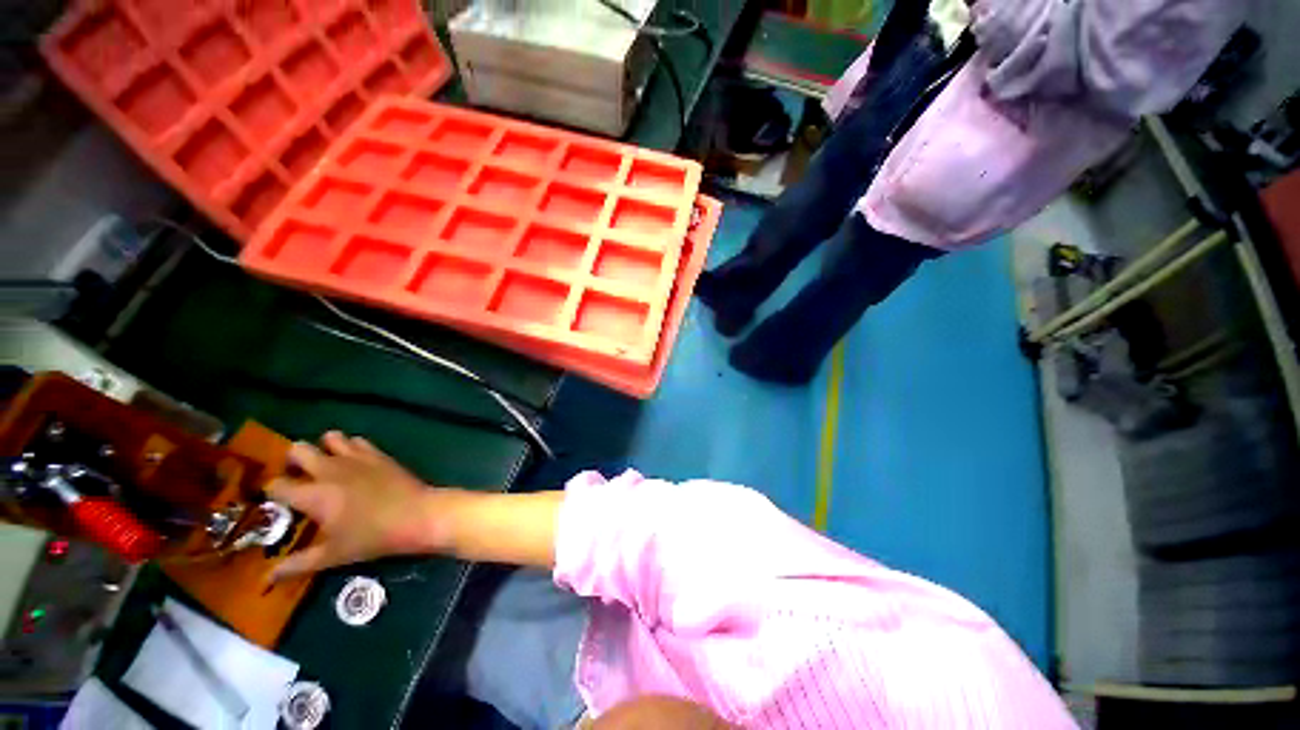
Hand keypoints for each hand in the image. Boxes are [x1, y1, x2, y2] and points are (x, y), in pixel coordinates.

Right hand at [266, 431, 447, 581]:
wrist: (418, 515)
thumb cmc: (373, 537)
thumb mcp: (332, 556)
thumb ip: (297, 564)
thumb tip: (267, 579)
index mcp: (313, 494)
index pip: (276, 485)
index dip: (272, 492)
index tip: (277, 501)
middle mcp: (330, 470)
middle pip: (298, 449)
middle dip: (292, 460)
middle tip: (299, 477)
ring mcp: (357, 458)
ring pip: (330, 437)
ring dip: (324, 448)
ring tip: (326, 466)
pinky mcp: (379, 454)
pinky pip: (358, 440)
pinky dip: (351, 447)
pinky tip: (354, 462)